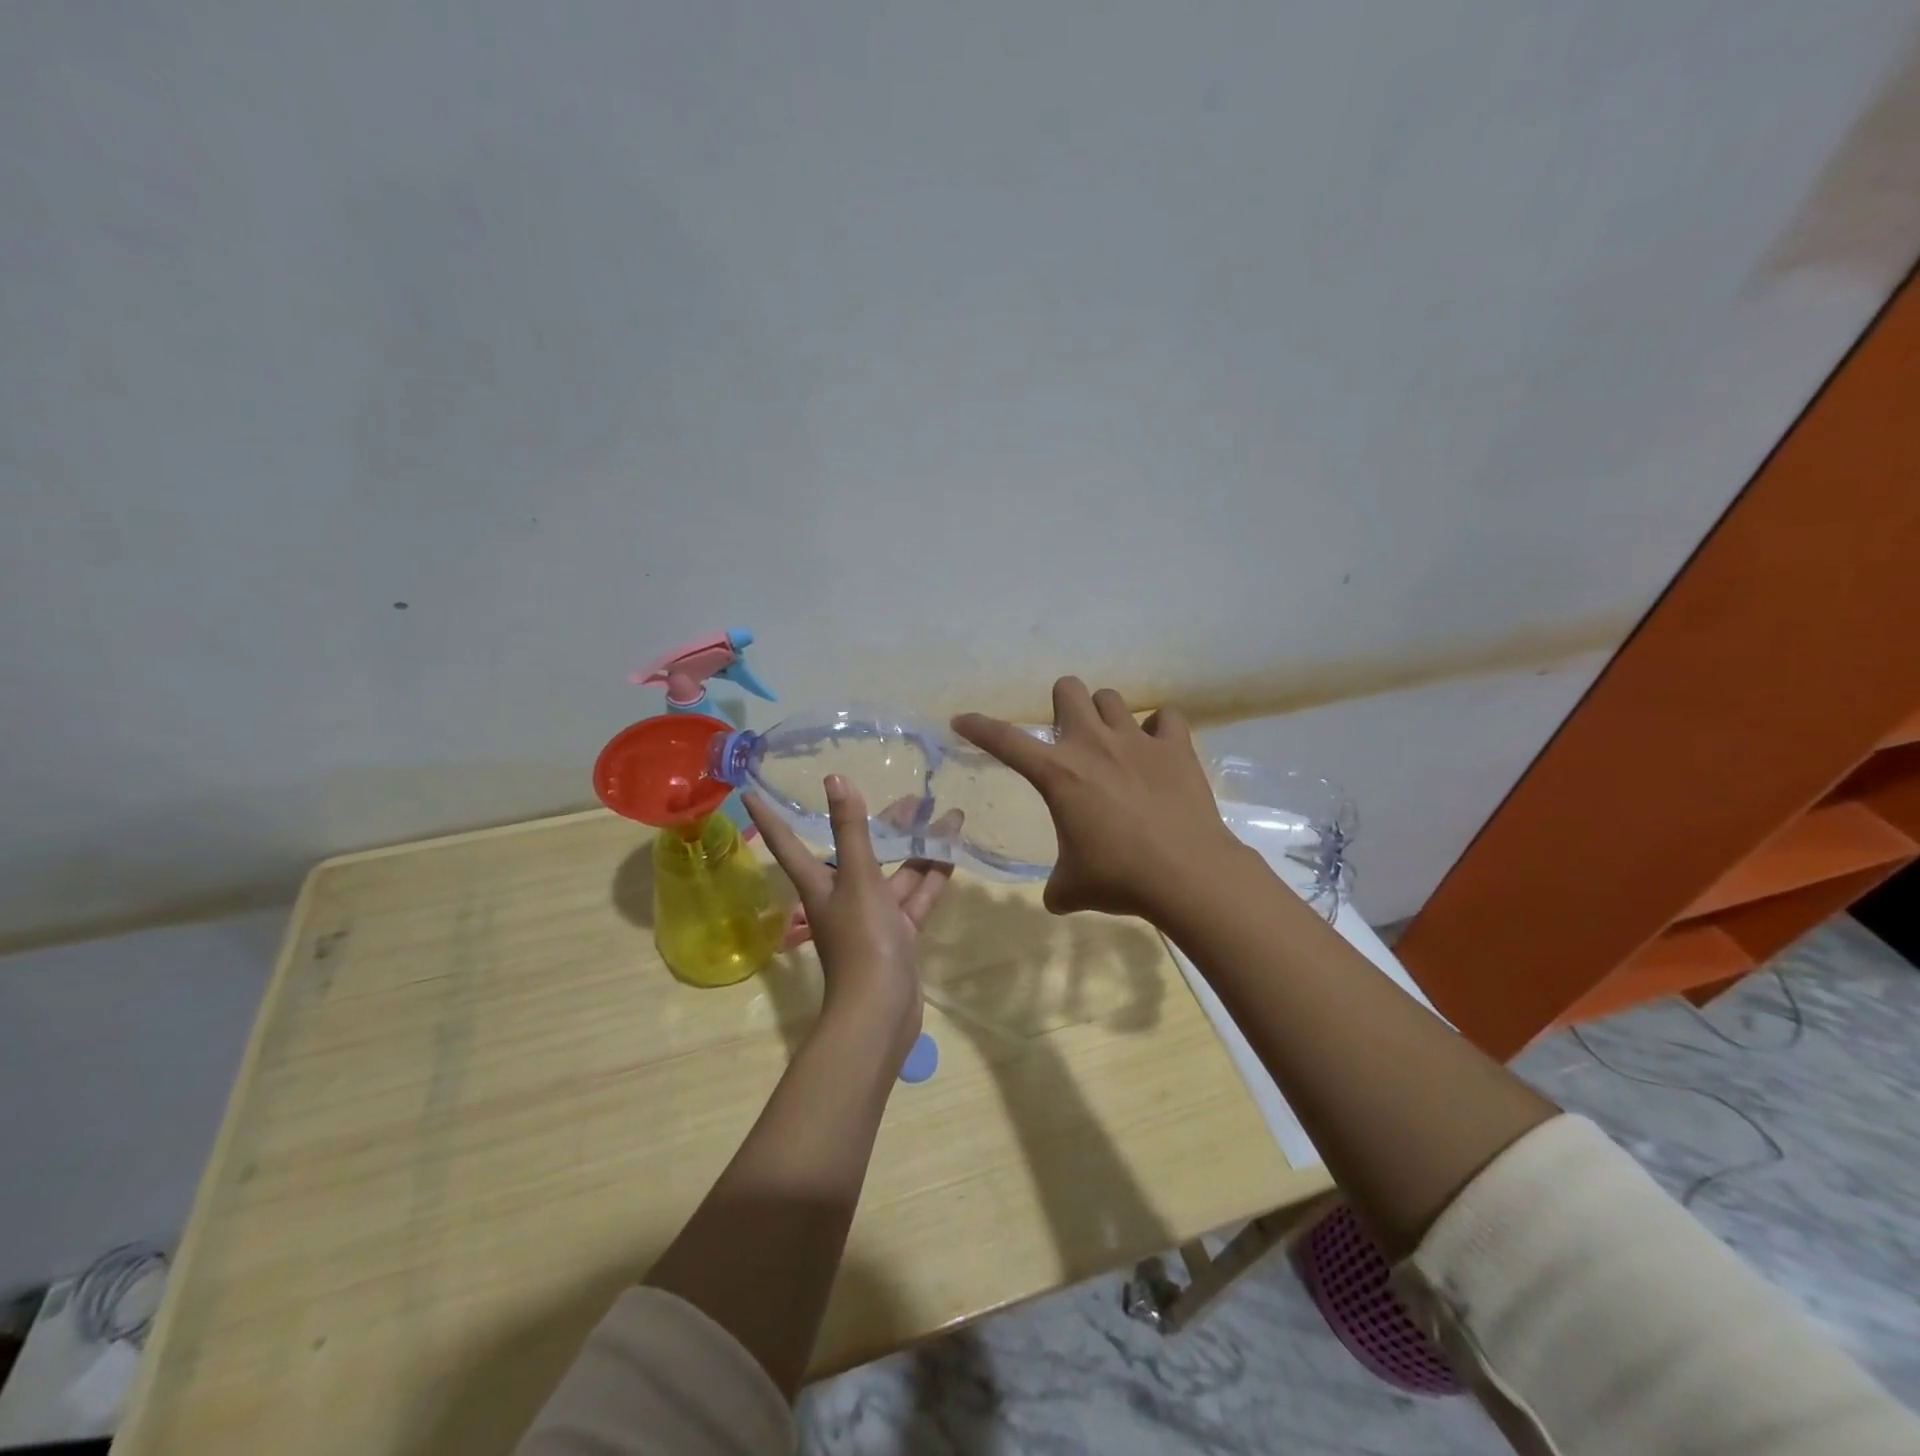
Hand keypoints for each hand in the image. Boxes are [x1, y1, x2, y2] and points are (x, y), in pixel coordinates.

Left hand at [745, 776, 952, 1064]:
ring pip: (896, 873)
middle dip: (885, 825)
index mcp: (820, 883)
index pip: (788, 841)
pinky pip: (916, 897)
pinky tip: (952, 852)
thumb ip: (851, 830)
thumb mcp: (858, 879)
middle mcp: (843, 896)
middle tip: (913, 797)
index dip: (771, 815)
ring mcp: (874, 917)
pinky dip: (932, 877)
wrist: (881, 1011)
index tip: (751, 791)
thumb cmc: (862, 939)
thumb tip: (835, 778)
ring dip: (919, 848)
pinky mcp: (899, 934)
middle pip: (860, 851)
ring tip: (945, 817)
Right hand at [953, 676, 1247, 920]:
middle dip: (1062, 706)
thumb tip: (1056, 897)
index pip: (1004, 740)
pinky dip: (1159, 728)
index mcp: (1057, 773)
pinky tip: (1157, 748)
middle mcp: (1093, 744)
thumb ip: (1056, 886)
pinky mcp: (1176, 746)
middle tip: (1069, 738)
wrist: (1187, 876)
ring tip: (1114, 745)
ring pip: (1111, 698)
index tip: (961, 720)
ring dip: (1105, 717)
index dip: (978, 727)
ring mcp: (1137, 740)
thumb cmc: (1119, 879)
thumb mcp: (1072, 888)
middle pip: (1068, 689)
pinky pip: (1165, 716)